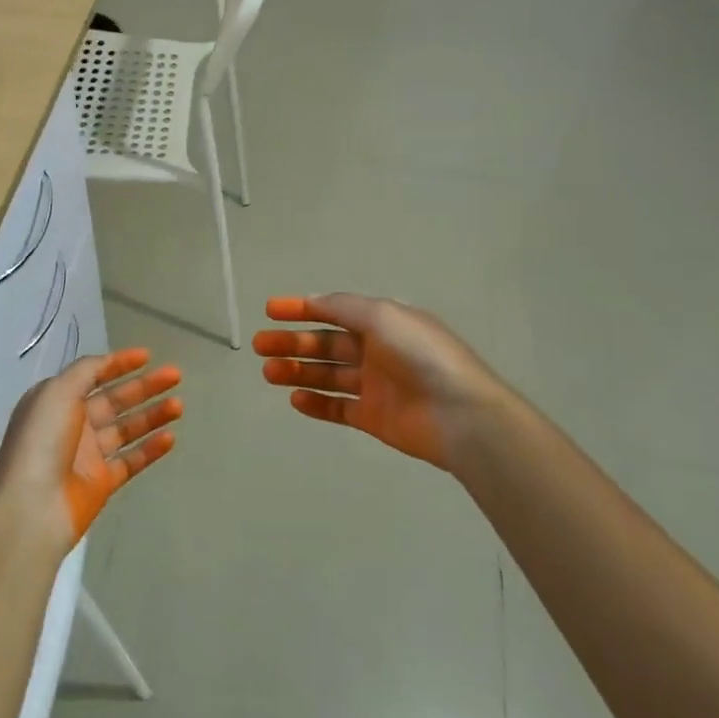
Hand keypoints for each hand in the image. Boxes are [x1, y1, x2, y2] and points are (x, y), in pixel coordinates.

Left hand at [0, 348, 183, 551]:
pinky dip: (150, 449)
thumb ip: (86, 372)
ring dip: (152, 415)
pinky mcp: (100, 483)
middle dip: (144, 387)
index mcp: (56, 400)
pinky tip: (171, 437)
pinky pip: (131, 461)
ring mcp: (87, 455)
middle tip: (175, 375)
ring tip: (179, 405)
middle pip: (114, 400)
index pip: (92, 375)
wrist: (32, 507)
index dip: (118, 364)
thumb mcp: (57, 391)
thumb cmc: (42, 441)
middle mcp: (72, 424)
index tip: (147, 356)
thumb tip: (107, 362)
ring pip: (126, 429)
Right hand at [253, 295, 506, 469]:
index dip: (302, 308)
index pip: (334, 310)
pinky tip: (294, 399)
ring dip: (297, 371)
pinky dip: (316, 403)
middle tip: (259, 345)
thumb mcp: (381, 315)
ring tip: (268, 372)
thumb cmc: (420, 355)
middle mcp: (377, 350)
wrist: (459, 414)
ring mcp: (375, 385)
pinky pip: (338, 408)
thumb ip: (343, 307)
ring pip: (327, 375)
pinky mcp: (374, 418)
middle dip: (292, 342)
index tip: (269, 310)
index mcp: (382, 321)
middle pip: (326, 344)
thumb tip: (313, 300)